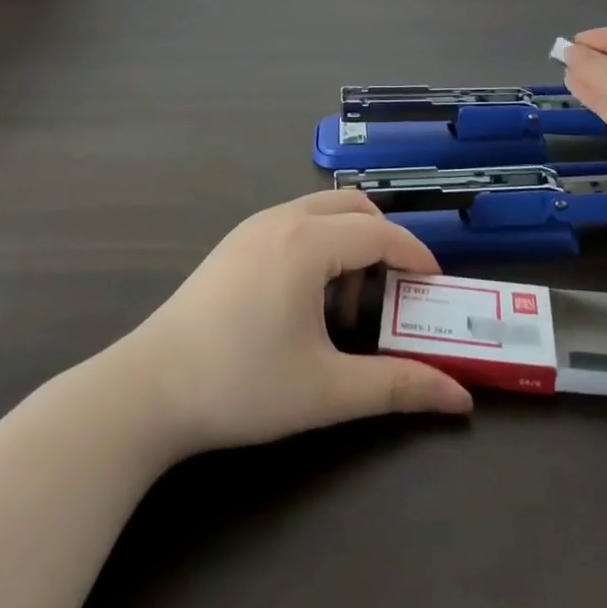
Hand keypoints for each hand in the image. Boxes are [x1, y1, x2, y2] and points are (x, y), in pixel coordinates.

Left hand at [115, 190, 472, 458]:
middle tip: (394, 295)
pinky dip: (320, 248)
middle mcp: (283, 218)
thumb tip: (460, 398)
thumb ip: (398, 387)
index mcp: (308, 242)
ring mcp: (253, 226)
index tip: (436, 287)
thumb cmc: (242, 384)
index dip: (416, 256)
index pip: (381, 234)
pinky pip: (295, 225)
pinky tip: (306, 304)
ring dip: (350, 247)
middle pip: (355, 208)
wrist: (147, 389)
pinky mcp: (234, 242)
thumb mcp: (327, 390)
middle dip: (384, 244)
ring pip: (323, 213)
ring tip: (346, 311)